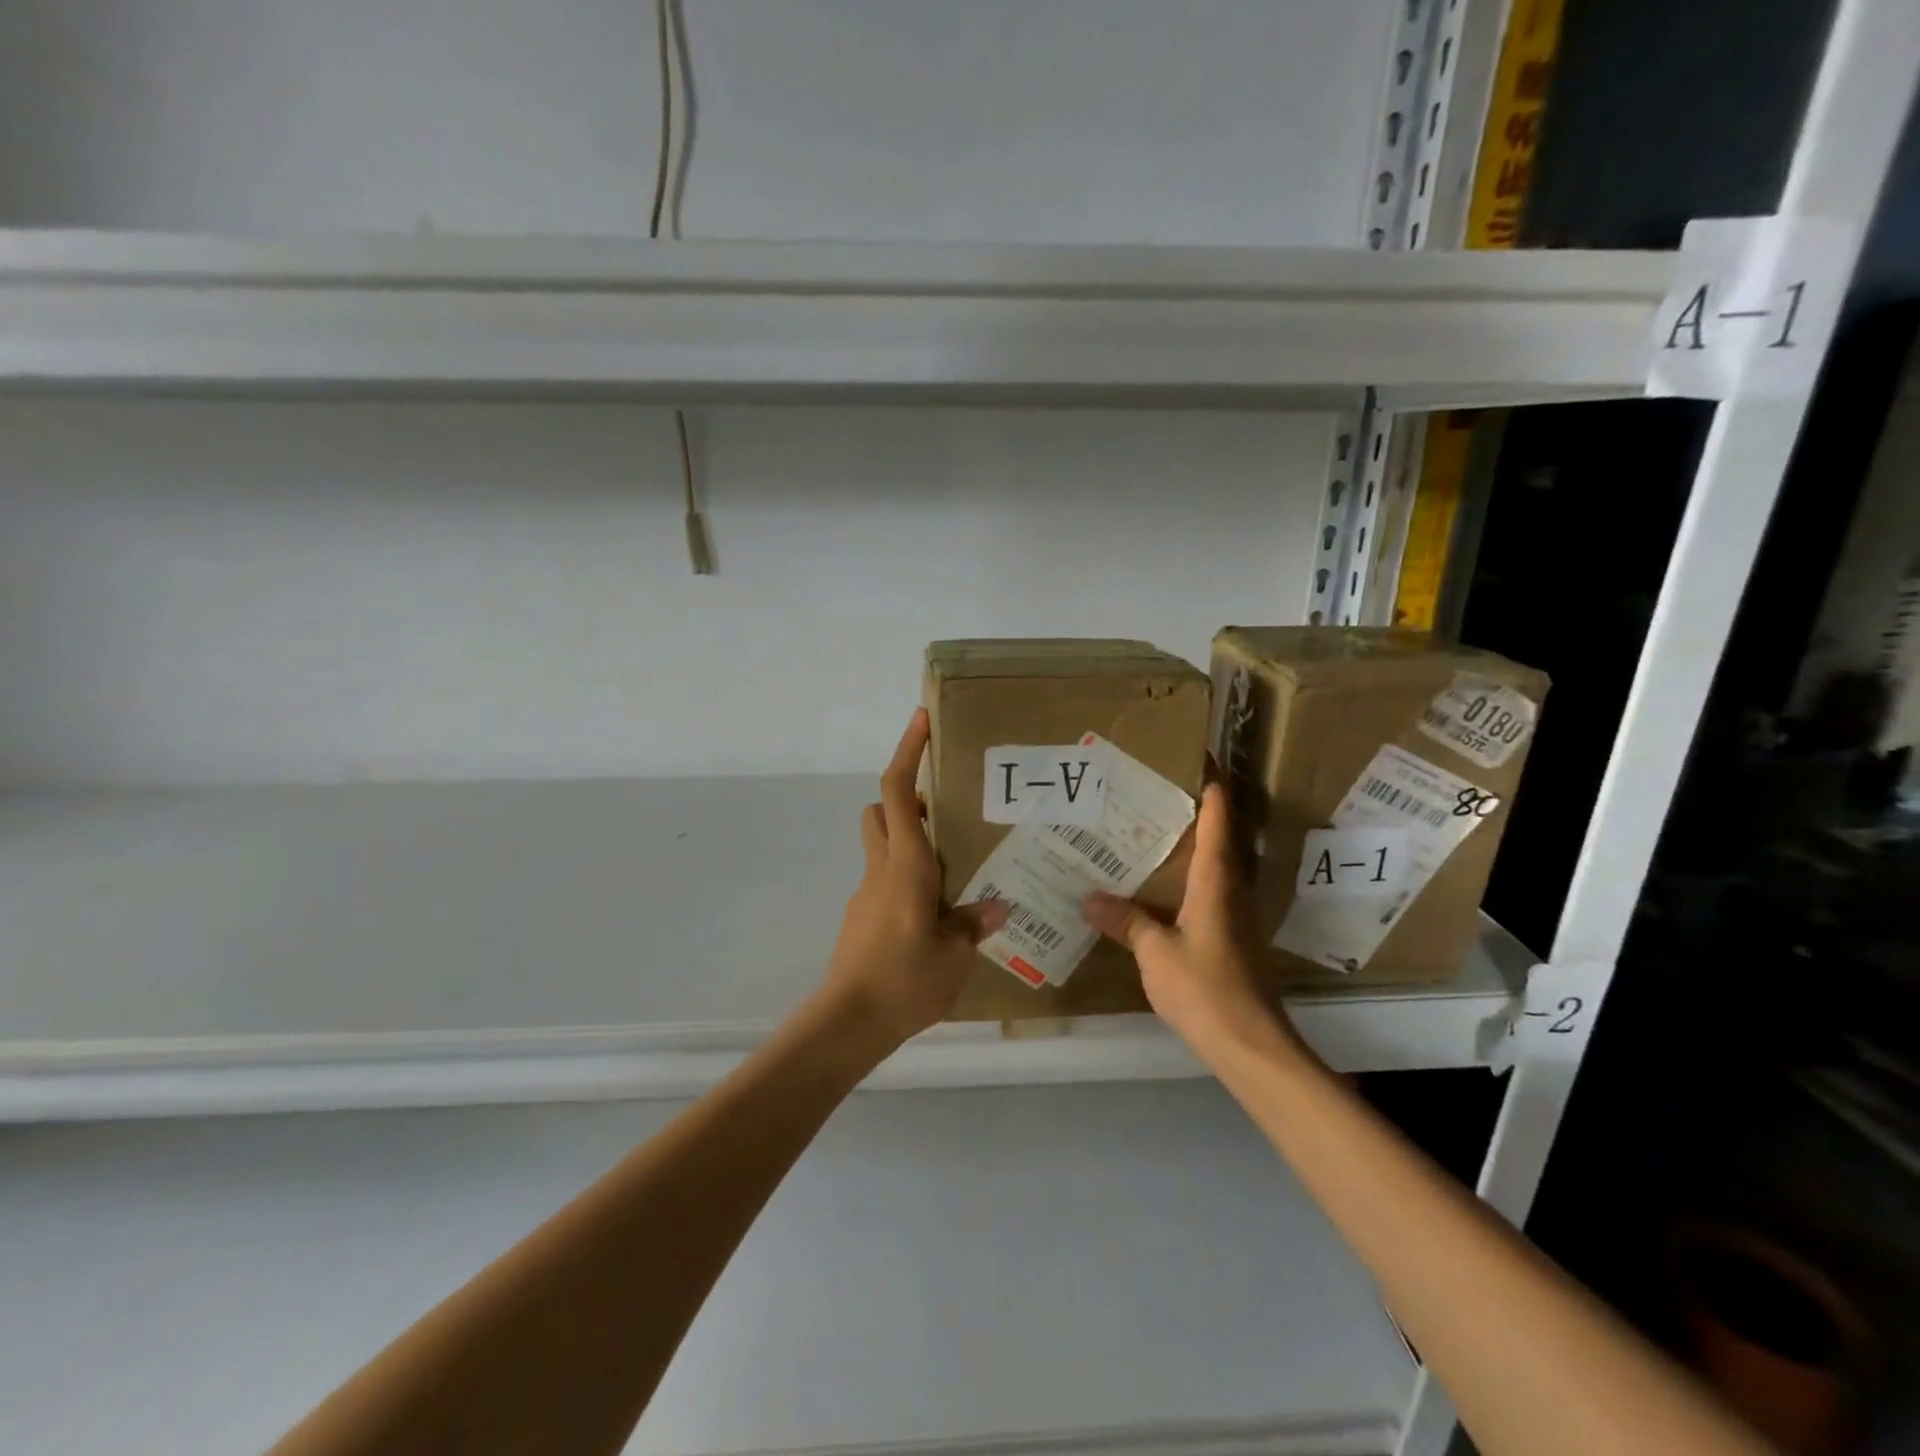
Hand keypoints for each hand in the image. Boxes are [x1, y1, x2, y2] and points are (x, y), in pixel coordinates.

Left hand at [818, 709, 1008, 1051]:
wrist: (848, 1023)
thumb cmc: (905, 981)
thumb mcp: (955, 956)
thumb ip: (972, 924)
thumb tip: (996, 906)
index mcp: (906, 865)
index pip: (900, 792)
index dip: (908, 751)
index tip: (921, 720)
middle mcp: (881, 869)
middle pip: (882, 809)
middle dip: (909, 798)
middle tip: (948, 814)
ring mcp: (866, 893)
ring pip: (881, 845)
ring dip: (909, 840)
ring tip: (953, 869)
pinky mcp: (862, 917)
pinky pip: (884, 880)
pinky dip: (906, 878)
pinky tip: (934, 914)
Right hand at [1082, 783, 1299, 1058]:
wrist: (1250, 1045)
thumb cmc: (1204, 987)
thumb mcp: (1154, 952)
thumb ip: (1126, 921)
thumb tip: (1089, 898)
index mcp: (1215, 882)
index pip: (1217, 821)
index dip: (1211, 789)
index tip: (1198, 760)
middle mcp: (1230, 891)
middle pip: (1216, 840)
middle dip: (1190, 815)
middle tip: (1151, 795)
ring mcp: (1233, 917)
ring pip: (1210, 870)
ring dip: (1186, 850)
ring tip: (1146, 836)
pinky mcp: (1230, 940)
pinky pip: (1205, 896)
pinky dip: (1182, 883)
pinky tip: (1155, 893)